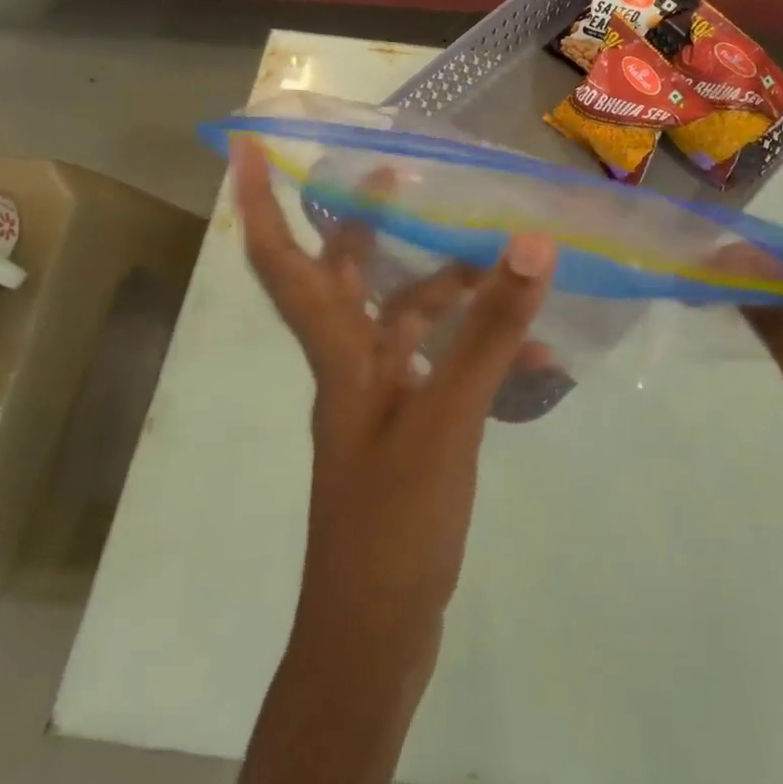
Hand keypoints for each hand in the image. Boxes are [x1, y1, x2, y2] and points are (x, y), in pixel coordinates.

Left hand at [235, 138, 557, 673]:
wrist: (377, 635)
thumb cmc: (393, 522)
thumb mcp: (447, 418)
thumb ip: (489, 330)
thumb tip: (528, 242)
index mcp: (338, 355)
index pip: (284, 265)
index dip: (261, 204)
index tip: (248, 147)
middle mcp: (350, 367)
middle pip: (346, 278)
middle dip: (366, 224)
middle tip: (400, 177)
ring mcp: (380, 400)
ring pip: (407, 320)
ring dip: (448, 289)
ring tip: (502, 263)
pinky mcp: (411, 429)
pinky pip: (445, 367)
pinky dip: (482, 352)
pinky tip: (534, 355)